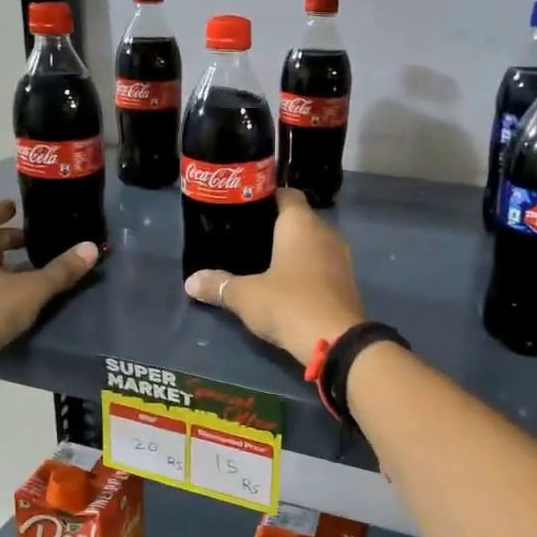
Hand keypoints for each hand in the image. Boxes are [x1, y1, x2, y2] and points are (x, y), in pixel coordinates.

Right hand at [183, 188, 365, 365]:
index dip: (265, 197)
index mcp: (301, 223)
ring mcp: (340, 257)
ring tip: (262, 260)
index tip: (243, 209)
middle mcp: (325, 232)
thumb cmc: (289, 304)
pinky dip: (305, 268)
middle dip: (275, 226)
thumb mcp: (246, 296)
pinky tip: (285, 283)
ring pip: (312, 242)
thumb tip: (190, 282)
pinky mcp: (346, 281)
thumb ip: (219, 285)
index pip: (286, 194)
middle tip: (245, 237)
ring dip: (292, 249)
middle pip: (299, 218)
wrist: (336, 342)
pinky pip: (321, 264)